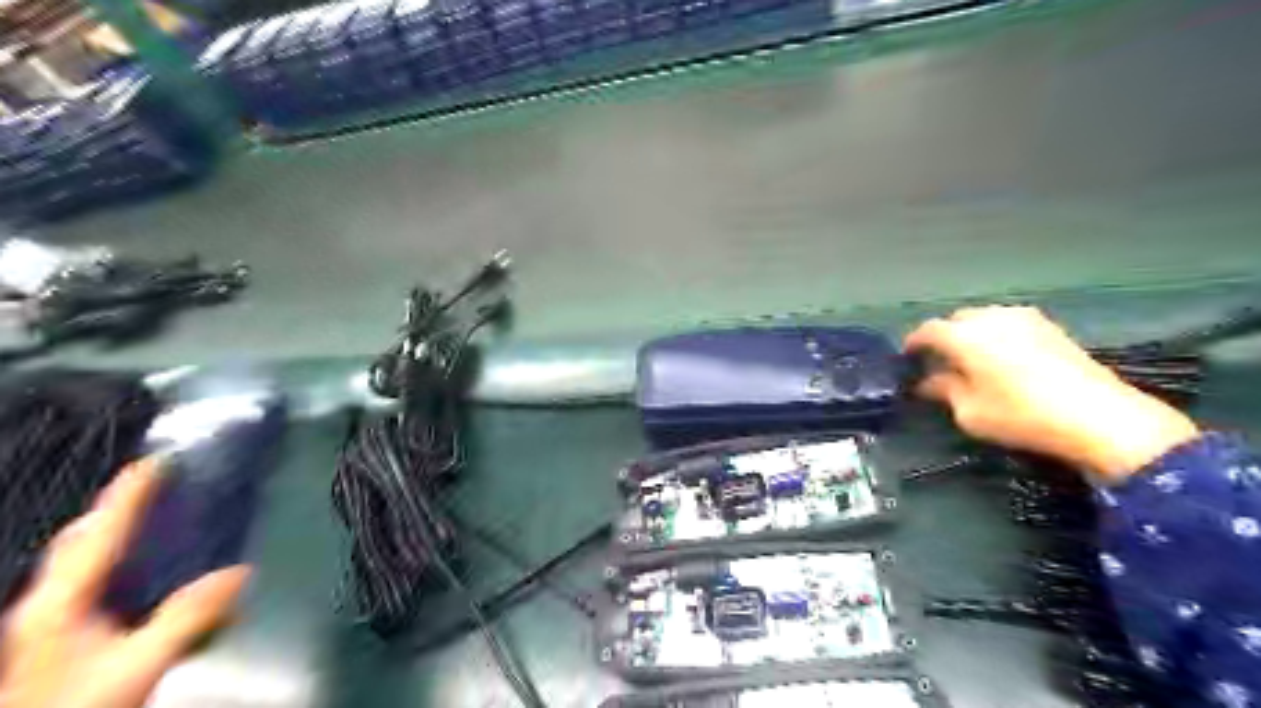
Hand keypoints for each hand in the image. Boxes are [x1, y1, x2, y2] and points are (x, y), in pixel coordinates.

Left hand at [1, 457, 251, 705]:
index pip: (99, 531)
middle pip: (79, 541)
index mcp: (61, 601)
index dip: (129, 493)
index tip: (156, 460)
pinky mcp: (59, 641)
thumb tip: (239, 572)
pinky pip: (89, 584)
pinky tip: (144, 577)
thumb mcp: (142, 661)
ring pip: (80, 563)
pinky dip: (117, 564)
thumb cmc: (81, 706)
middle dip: (116, 510)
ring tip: (155, 522)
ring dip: (115, 536)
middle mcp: (48, 605)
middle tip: (158, 488)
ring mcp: (47, 624)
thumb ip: (189, 616)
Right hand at [901, 305, 1194, 481]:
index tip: (907, 358)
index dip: (913, 343)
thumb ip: (943, 391)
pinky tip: (1000, 358)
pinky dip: (996, 336)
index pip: (928, 330)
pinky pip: (1008, 324)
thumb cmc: (1020, 415)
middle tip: (938, 361)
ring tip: (969, 359)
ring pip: (984, 319)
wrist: (1098, 416)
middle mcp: (991, 318)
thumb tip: (927, 382)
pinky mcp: (1050, 327)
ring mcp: (1024, 318)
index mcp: (965, 336)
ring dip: (971, 335)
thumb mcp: (969, 412)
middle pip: (956, 320)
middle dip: (943, 337)